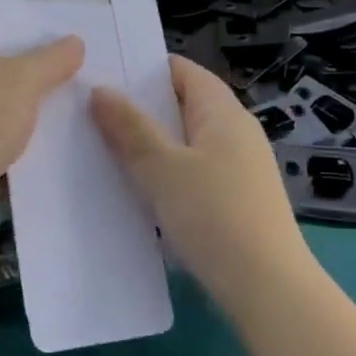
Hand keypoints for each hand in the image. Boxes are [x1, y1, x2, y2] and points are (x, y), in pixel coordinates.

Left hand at [0, 12, 82, 238]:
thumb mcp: (22, 82)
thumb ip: (52, 59)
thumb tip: (75, 41)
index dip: (34, 27)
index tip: (72, 39)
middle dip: (37, 67)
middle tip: (81, 72)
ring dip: (26, 102)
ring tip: (71, 104)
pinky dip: (10, 130)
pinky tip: (44, 138)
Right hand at [90, 56, 310, 307]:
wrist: (267, 287)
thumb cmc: (214, 216)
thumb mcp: (163, 168)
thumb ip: (130, 128)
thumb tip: (100, 89)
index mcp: (223, 113)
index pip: (182, 71)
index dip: (143, 68)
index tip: (101, 74)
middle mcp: (235, 132)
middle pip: (181, 105)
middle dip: (138, 108)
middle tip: (88, 112)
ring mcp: (237, 168)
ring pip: (184, 142)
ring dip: (148, 144)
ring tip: (102, 148)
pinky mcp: (233, 199)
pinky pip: (191, 172)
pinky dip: (163, 173)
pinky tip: (135, 189)